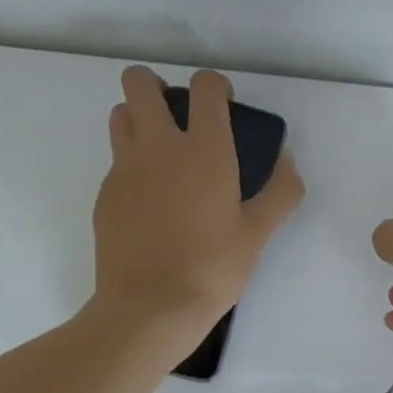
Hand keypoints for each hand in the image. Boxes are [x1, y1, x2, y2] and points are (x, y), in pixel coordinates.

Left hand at [92, 66, 304, 354]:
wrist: (150, 308)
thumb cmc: (212, 269)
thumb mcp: (258, 233)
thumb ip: (281, 191)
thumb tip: (288, 161)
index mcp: (204, 150)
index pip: (204, 85)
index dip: (215, 86)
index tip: (223, 106)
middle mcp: (158, 147)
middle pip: (139, 83)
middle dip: (156, 85)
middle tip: (178, 116)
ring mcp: (124, 169)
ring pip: (120, 116)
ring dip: (138, 119)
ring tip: (161, 154)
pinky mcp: (104, 195)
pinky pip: (115, 162)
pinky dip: (131, 166)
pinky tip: (149, 203)